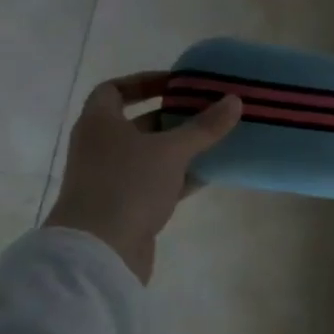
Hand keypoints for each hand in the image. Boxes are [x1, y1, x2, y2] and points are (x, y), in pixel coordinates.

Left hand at [44, 73, 241, 284]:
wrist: (99, 252)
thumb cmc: (127, 185)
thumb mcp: (171, 151)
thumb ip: (203, 126)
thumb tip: (234, 100)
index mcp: (99, 124)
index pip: (114, 90)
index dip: (144, 82)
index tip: (177, 83)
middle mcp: (100, 147)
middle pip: (138, 123)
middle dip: (173, 116)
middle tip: (208, 109)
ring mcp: (111, 179)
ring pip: (150, 155)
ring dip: (180, 148)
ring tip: (216, 138)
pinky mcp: (126, 207)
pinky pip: (157, 182)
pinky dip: (180, 176)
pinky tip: (210, 173)